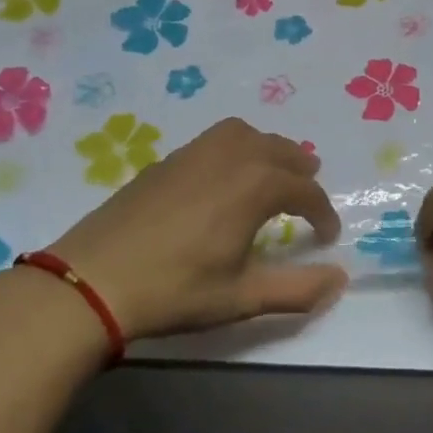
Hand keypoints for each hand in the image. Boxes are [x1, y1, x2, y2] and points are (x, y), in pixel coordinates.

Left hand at [46, 118, 347, 341]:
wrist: (92, 279)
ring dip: (268, 149)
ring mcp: (194, 153)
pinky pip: (215, 139)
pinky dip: (236, 147)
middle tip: (309, 192)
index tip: (327, 237)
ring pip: (245, 134)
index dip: (323, 213)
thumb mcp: (241, 298)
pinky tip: (224, 176)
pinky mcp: (166, 160)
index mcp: (255, 186)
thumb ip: (297, 290)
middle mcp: (230, 157)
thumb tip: (340, 280)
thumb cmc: (174, 290)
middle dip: (301, 169)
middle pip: (280, 150)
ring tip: (273, 171)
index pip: (305, 190)